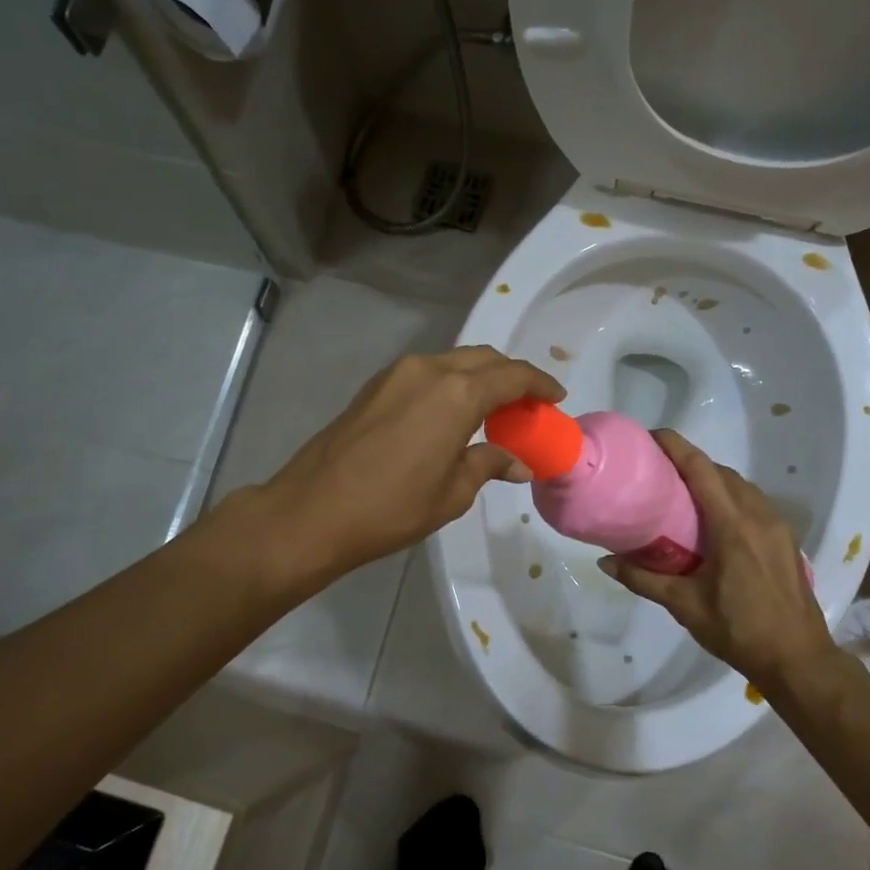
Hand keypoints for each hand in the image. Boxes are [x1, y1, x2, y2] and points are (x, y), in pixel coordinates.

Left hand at [257, 346, 564, 579]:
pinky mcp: (375, 386)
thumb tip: (518, 463)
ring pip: (453, 362)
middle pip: (483, 359)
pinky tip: (454, 413)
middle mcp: (430, 370)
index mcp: (457, 393)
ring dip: (479, 378)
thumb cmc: (392, 507)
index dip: (540, 384)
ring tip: (495, 409)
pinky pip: (427, 373)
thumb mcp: (452, 492)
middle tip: (529, 404)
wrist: (313, 509)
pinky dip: (451, 384)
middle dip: (511, 376)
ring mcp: (398, 374)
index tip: (556, 397)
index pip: (512, 375)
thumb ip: (488, 465)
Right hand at [597, 430, 842, 692]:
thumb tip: (605, 562)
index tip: (651, 435)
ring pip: (741, 486)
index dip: (676, 446)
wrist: (798, 659)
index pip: (701, 469)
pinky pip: (754, 502)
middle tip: (658, 468)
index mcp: (732, 526)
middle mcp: (758, 515)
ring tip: (682, 490)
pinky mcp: (786, 538)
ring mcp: (777, 525)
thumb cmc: (738, 630)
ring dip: (712, 478)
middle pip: (721, 472)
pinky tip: (714, 517)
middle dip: (690, 461)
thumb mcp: (685, 606)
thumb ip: (644, 579)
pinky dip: (731, 496)